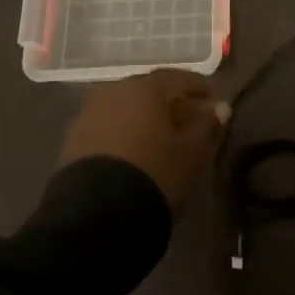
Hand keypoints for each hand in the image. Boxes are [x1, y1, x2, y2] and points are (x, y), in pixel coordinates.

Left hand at [58, 69, 228, 211]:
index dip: (200, 88)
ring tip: (166, 139)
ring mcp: (89, 115)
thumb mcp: (192, 152)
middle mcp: (113, 91)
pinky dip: (127, 134)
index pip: (178, 78)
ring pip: (127, 110)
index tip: (216, 100)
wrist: (95, 215)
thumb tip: (220, 108)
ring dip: (148, 119)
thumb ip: (208, 125)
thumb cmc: (155, 173)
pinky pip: (109, 128)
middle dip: (173, 104)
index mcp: (144, 87)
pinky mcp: (73, 141)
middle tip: (193, 120)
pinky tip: (138, 152)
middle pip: (150, 92)